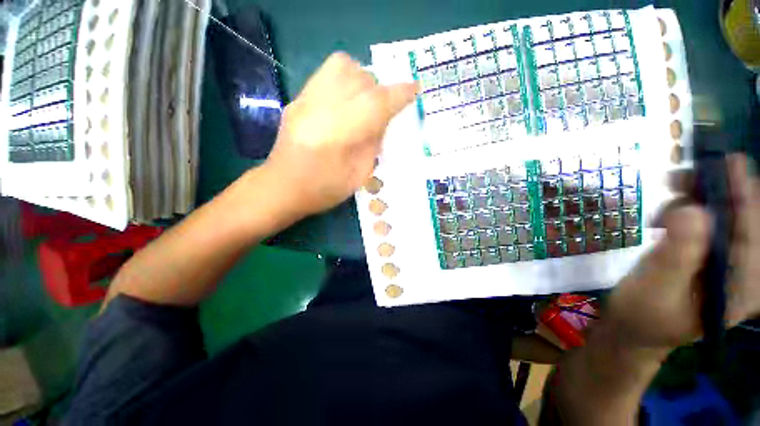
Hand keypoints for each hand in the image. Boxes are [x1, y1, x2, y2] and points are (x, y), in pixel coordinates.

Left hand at [262, 52, 418, 217]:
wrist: (282, 187)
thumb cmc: (323, 190)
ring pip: (343, 65)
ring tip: (366, 100)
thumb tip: (382, 121)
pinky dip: (346, 78)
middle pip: (361, 79)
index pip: (376, 103)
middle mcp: (321, 109)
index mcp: (338, 136)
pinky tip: (347, 99)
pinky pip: (327, 71)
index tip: (415, 90)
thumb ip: (373, 144)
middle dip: (381, 90)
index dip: (399, 94)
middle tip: (385, 109)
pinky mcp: (298, 98)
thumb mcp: (358, 175)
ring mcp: (305, 99)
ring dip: (363, 79)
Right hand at [605, 154, 759, 353]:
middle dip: (715, 192)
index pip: (752, 233)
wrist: (632, 326)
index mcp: (742, 287)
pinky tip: (665, 216)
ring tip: (665, 201)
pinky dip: (687, 209)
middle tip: (678, 178)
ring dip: (696, 198)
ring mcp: (726, 262)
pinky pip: (707, 221)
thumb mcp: (656, 287)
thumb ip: (678, 254)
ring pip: (722, 215)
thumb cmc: (643, 314)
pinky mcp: (708, 254)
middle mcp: (743, 270)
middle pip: (741, 218)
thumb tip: (691, 209)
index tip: (729, 162)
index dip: (744, 195)